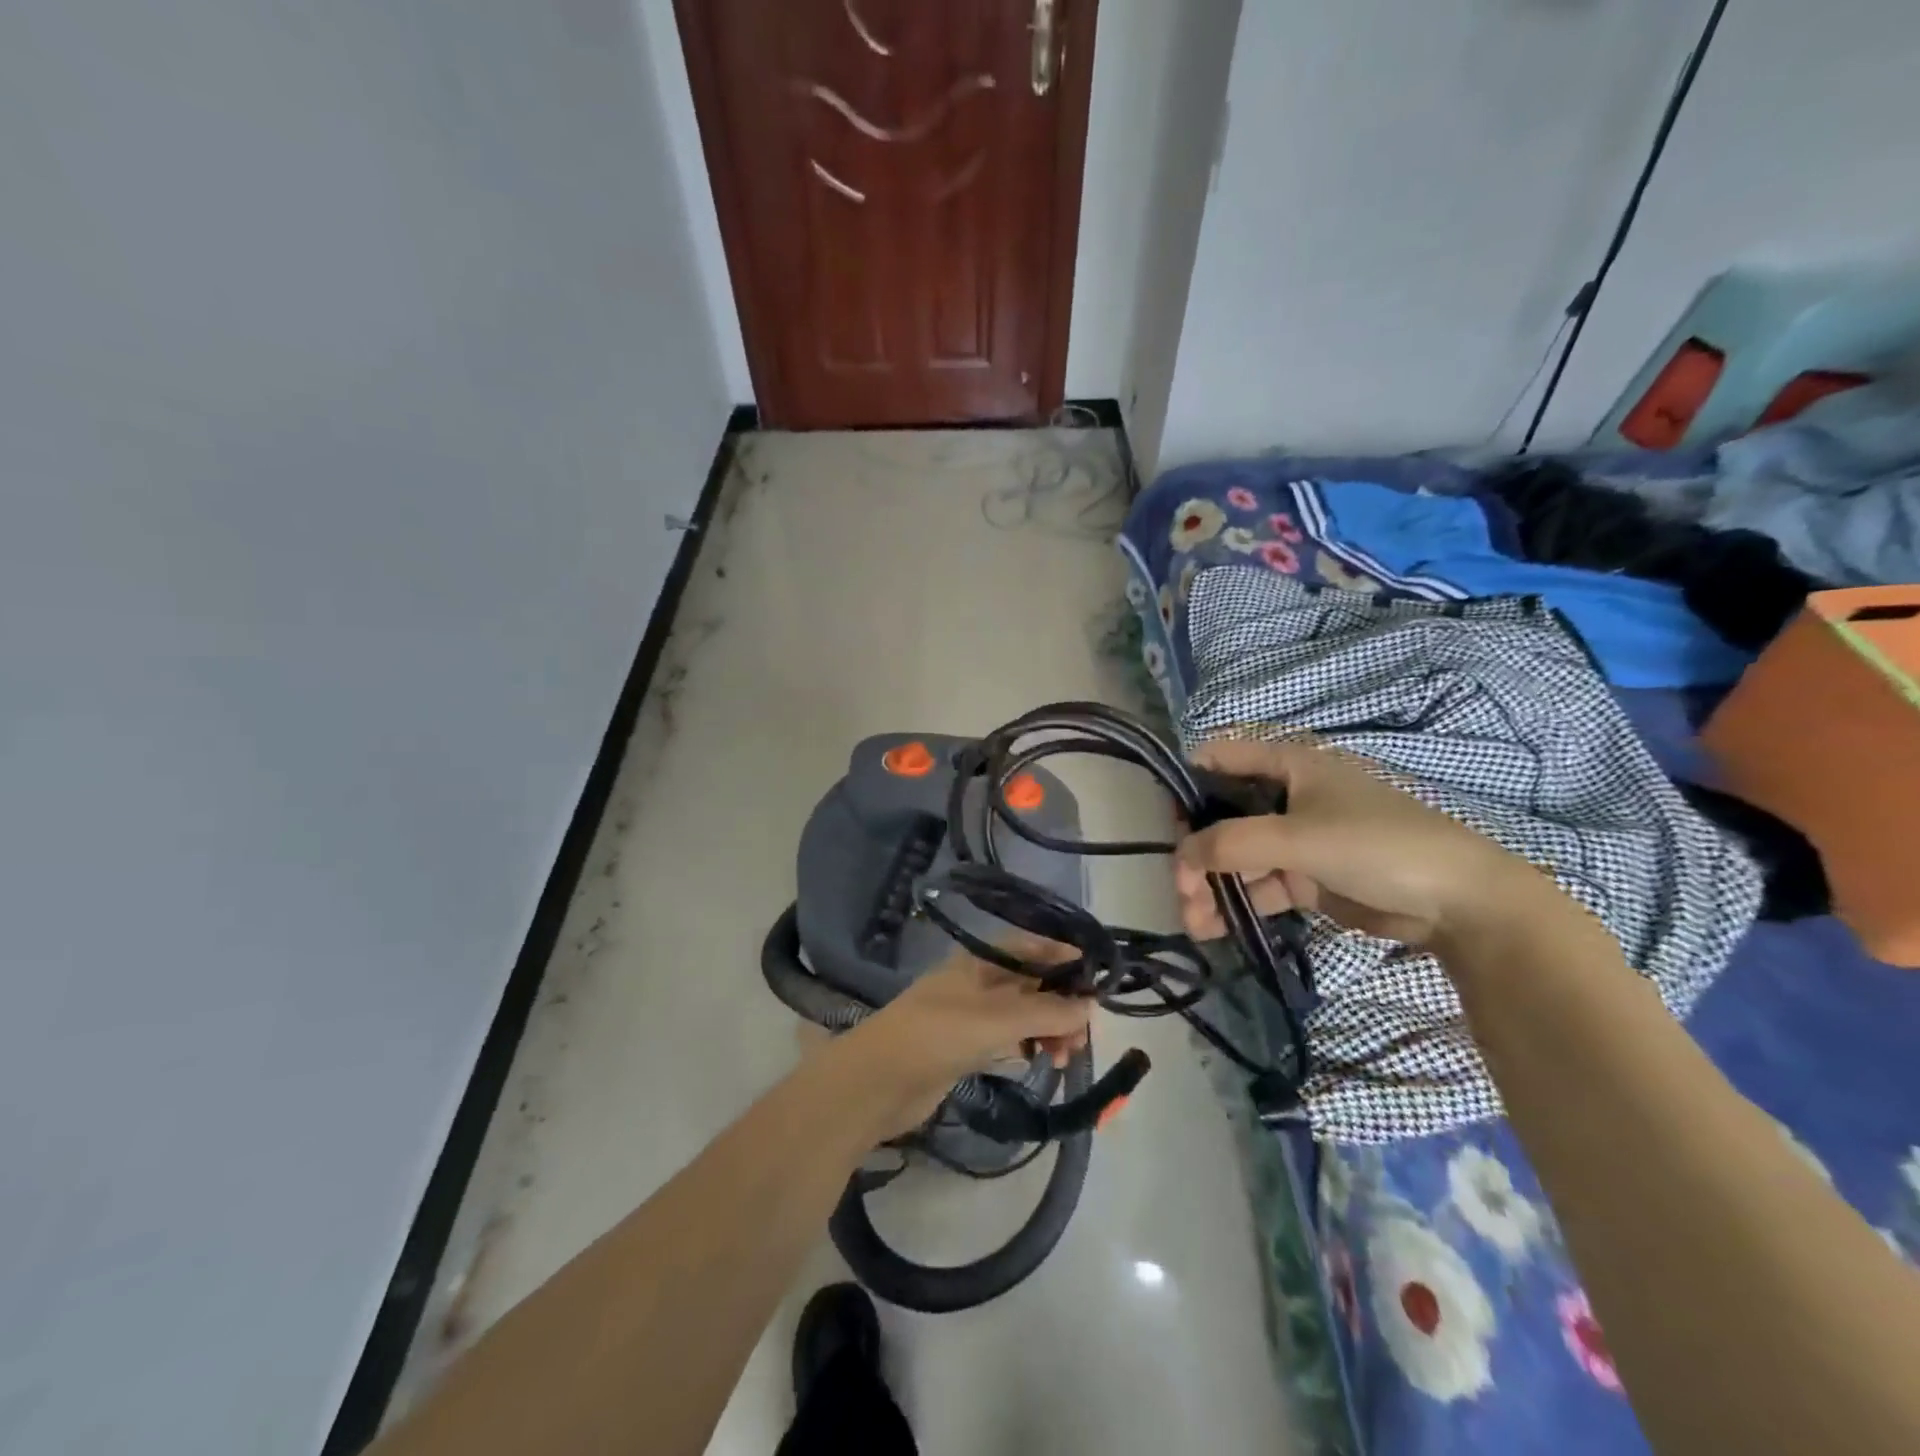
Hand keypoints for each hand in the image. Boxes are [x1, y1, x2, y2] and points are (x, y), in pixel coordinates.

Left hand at [838, 942, 1092, 1138]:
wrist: (877, 1082)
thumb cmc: (937, 1035)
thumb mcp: (996, 1020)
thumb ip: (1046, 1012)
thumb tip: (1090, 1007)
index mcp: (980, 960)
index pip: (1032, 947)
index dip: (1065, 957)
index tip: (1099, 979)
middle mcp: (978, 981)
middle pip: (1031, 982)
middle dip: (1062, 1002)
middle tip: (1083, 1035)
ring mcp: (971, 1014)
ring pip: (1023, 1013)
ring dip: (1049, 1028)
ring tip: (1064, 1056)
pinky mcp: (966, 1046)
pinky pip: (1009, 1038)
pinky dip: (1029, 1045)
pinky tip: (1041, 1061)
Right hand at [1174, 736, 1538, 947]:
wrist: (1460, 904)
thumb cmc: (1377, 846)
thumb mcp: (1298, 838)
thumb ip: (1232, 843)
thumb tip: (1179, 855)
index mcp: (1289, 765)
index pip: (1221, 758)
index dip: (1187, 782)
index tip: (1163, 819)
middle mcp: (1288, 796)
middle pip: (1224, 816)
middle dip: (1197, 851)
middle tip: (1180, 888)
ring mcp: (1298, 838)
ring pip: (1239, 856)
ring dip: (1213, 885)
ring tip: (1194, 920)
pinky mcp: (1309, 877)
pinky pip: (1260, 885)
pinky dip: (1238, 903)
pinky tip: (1215, 928)